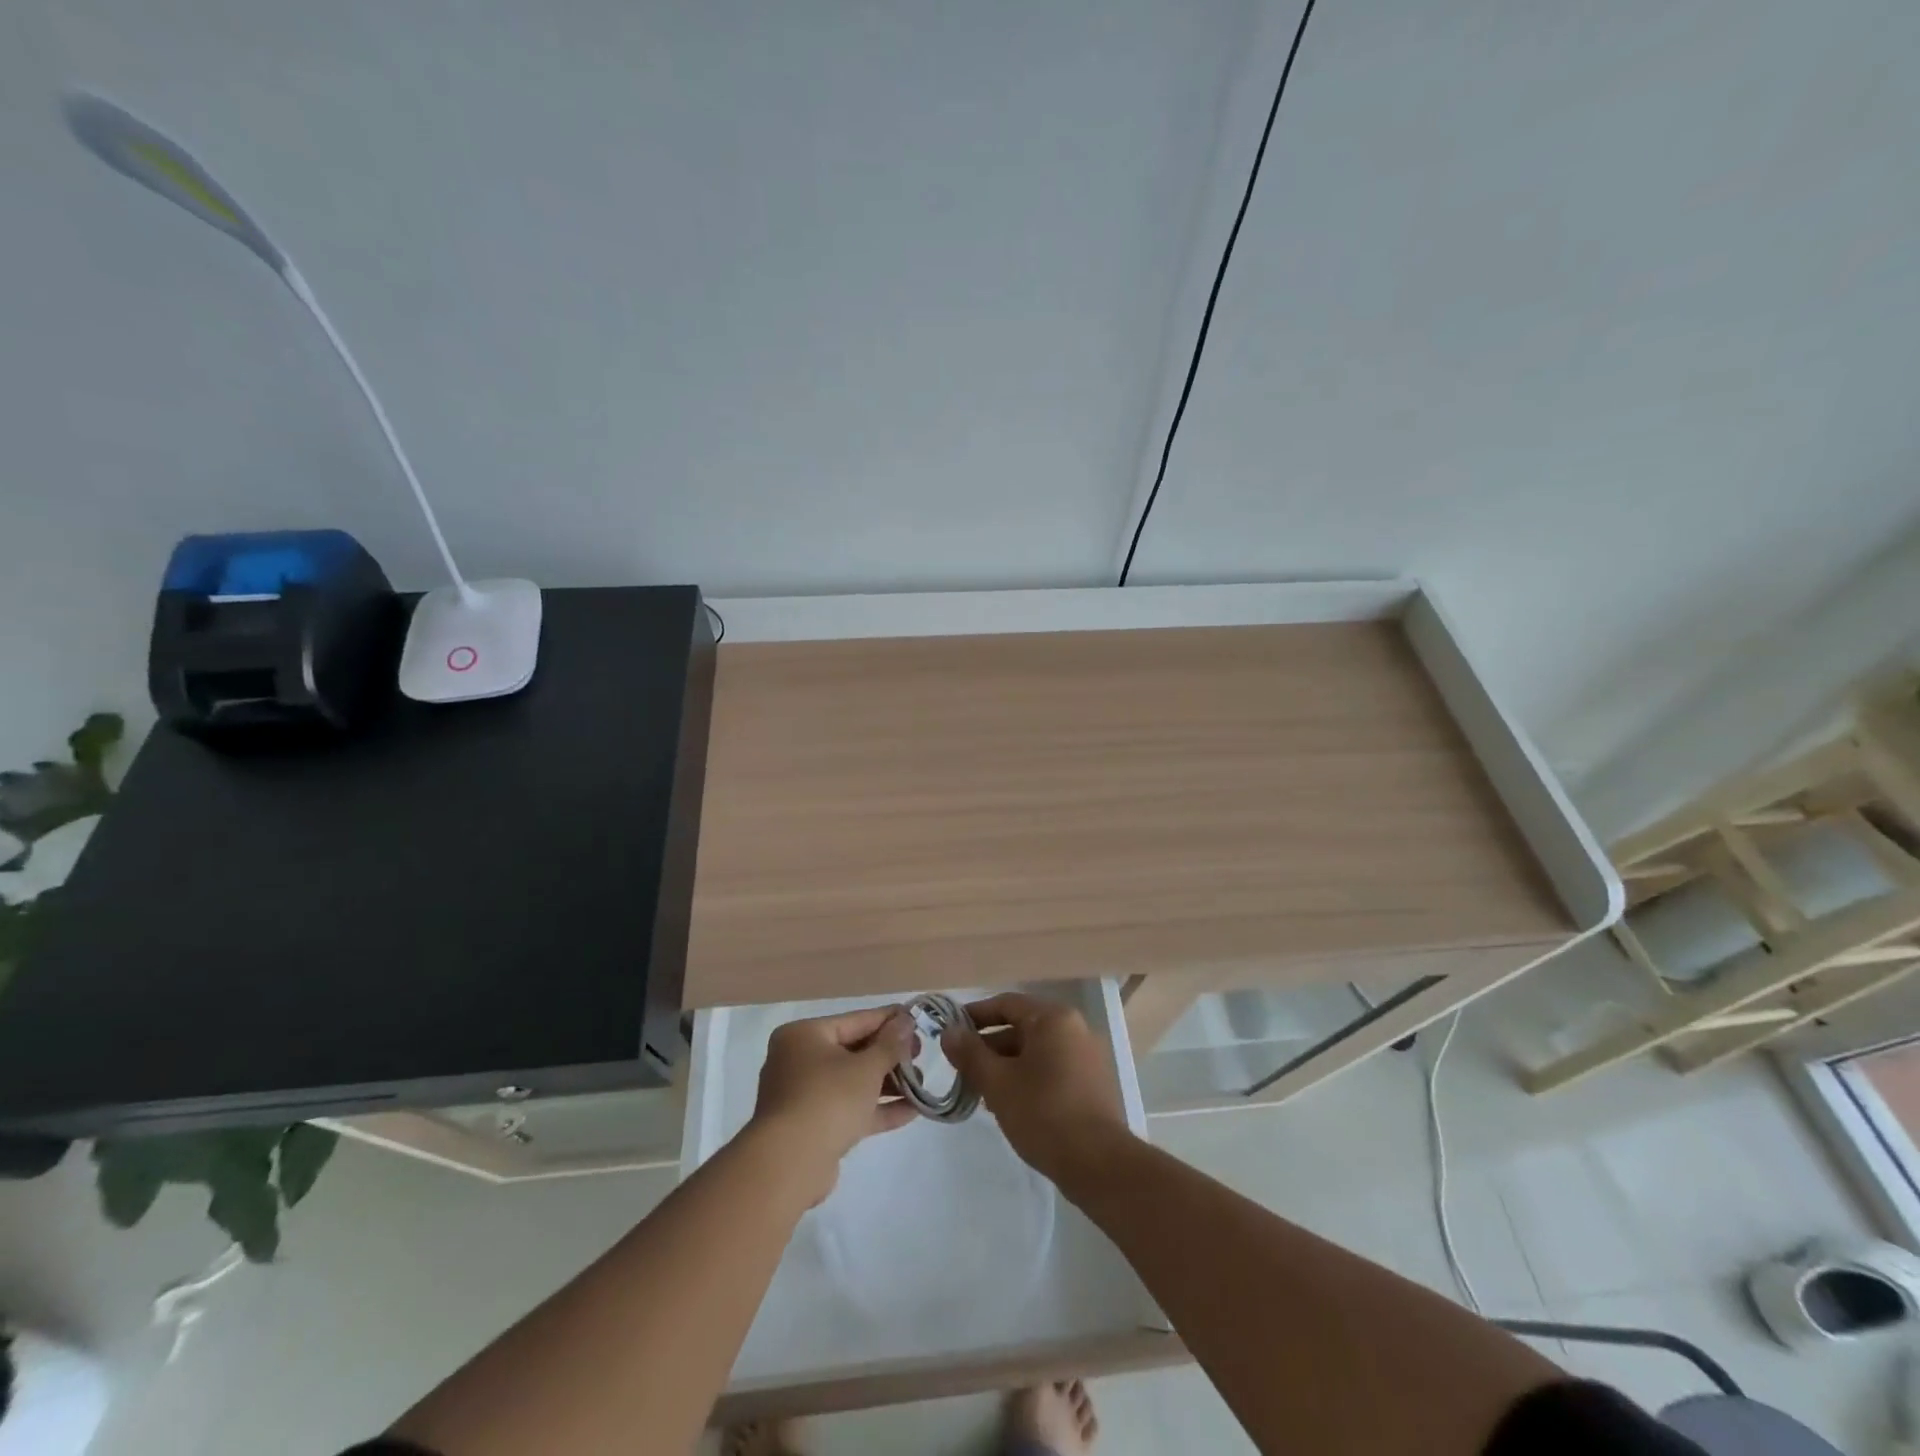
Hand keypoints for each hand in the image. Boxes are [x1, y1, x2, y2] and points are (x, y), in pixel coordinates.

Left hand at [749, 1005, 915, 1203]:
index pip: (855, 1020)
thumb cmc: (828, 1099)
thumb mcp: (866, 1067)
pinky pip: (849, 1110)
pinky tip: (912, 1111)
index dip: (889, 1019)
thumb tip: (906, 1021)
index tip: (917, 1018)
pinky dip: (876, 1109)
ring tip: (921, 1084)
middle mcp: (799, 1061)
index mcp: (804, 1036)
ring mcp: (804, 1096)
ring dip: (887, 1084)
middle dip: (890, 1055)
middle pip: (853, 1051)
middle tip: (920, 1054)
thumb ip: (890, 1044)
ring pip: (852, 1083)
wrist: (789, 1165)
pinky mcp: (813, 1128)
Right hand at [941, 993, 1133, 1186]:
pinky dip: (1028, 1078)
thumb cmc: (1043, 1113)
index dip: (975, 1016)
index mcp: (1053, 1018)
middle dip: (989, 1048)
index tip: (951, 1033)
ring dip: (1006, 1066)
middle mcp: (1074, 1028)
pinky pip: (1051, 1069)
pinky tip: (1010, 1105)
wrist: (1098, 1164)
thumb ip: (970, 1053)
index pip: (1006, 1004)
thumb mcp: (998, 1083)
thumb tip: (949, 1032)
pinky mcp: (1092, 1083)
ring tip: (981, 1093)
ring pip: (1035, 1051)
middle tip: (962, 1070)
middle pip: (1022, 1027)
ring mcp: (1087, 1056)